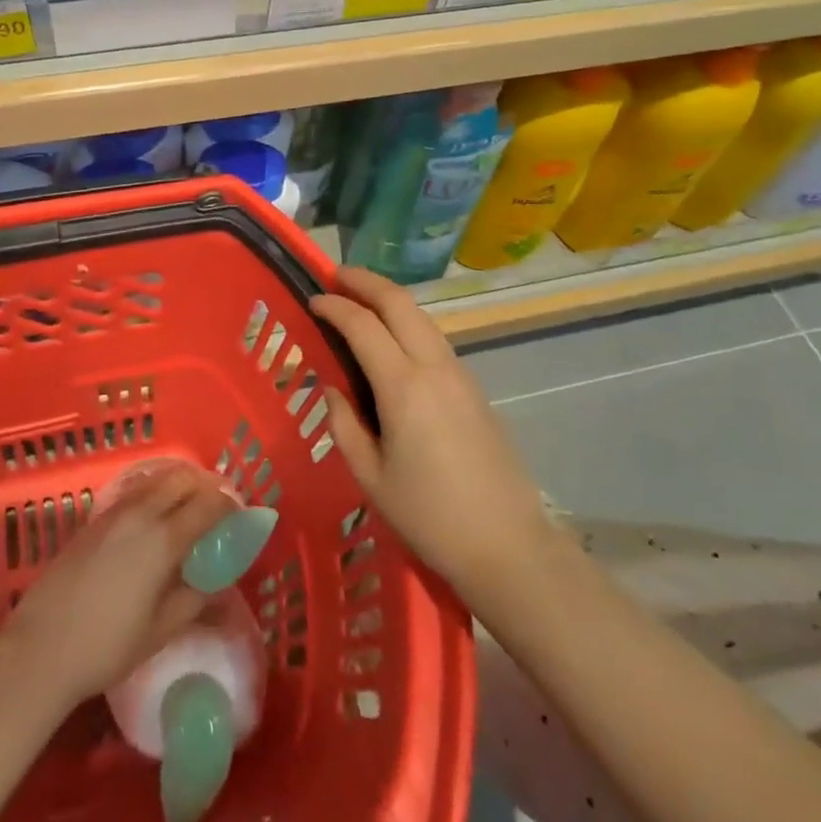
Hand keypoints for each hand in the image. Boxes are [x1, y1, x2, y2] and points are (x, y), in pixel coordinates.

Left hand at [0, 463, 235, 707]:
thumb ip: (194, 599)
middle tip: (216, 507)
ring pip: (155, 481)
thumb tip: (217, 583)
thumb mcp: (161, 630)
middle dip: (204, 486)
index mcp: (163, 539)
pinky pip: (133, 493)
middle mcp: (140, 514)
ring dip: (177, 486)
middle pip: (180, 480)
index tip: (239, 514)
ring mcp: (113, 513)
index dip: (227, 504)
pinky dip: (153, 493)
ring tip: (187, 508)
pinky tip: (153, 517)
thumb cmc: (107, 646)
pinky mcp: (93, 520)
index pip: (206, 505)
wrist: (41, 647)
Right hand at [313, 266, 552, 605]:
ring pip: (421, 316)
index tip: (312, 299)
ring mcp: (460, 373)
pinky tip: (391, 340)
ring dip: (388, 299)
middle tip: (335, 276)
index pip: (363, 325)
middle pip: (399, 302)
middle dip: (365, 281)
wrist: (509, 545)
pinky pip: (434, 338)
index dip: (334, 306)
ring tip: (360, 301)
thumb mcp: (371, 477)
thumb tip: (334, 388)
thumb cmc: (430, 517)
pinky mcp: (474, 388)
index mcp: (403, 387)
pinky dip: (407, 323)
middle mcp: (434, 366)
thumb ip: (344, 424)